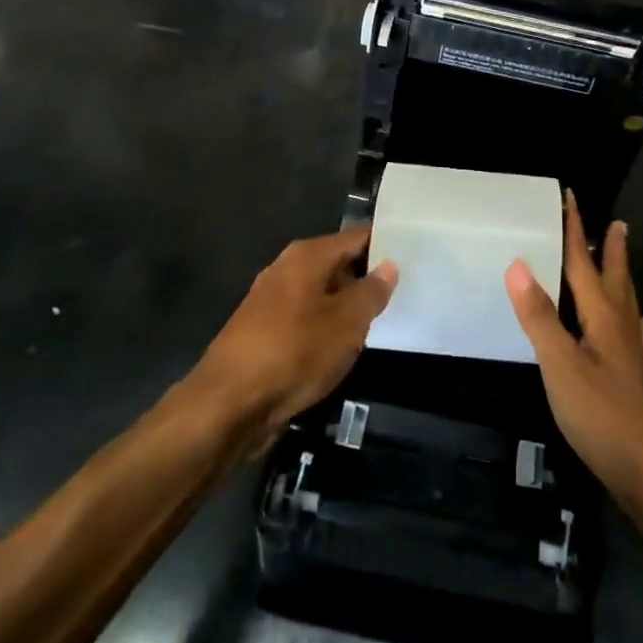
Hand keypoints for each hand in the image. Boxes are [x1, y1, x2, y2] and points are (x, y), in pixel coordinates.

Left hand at [193, 230, 397, 449]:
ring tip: (381, 319)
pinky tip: (344, 346)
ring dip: (347, 306)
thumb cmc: (294, 352)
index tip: (413, 250)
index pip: (355, 237)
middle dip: (367, 276)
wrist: (228, 405)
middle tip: (405, 288)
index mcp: (306, 256)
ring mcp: (271, 302)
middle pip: (337, 264)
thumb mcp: (346, 323)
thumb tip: (389, 265)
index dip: (384, 243)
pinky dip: (326, 328)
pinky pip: (306, 320)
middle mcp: (286, 270)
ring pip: (321, 295)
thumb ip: (371, 292)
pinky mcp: (263, 334)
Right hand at [507, 198, 642, 517]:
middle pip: (615, 279)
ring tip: (622, 265)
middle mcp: (623, 330)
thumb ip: (540, 317)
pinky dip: (636, 323)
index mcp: (603, 319)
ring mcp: (636, 358)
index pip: (584, 264)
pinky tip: (642, 329)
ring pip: (628, 306)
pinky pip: (637, 338)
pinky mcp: (642, 384)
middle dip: (610, 250)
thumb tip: (518, 263)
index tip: (572, 198)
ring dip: (622, 280)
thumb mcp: (561, 367)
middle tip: (617, 224)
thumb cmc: (605, 419)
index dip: (576, 231)